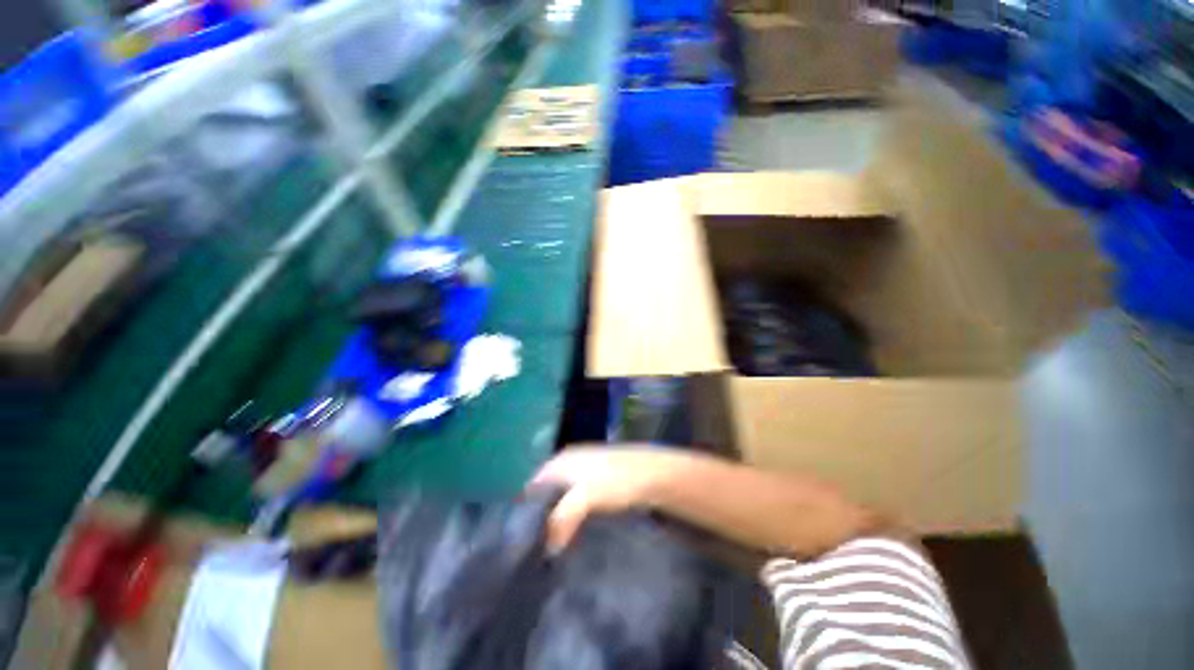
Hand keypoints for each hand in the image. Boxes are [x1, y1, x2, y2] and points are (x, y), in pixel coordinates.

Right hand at [529, 446, 685, 553]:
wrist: (652, 476)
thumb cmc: (616, 482)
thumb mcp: (585, 497)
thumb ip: (561, 519)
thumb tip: (548, 548)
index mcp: (560, 461)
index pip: (531, 487)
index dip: (524, 511)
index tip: (519, 540)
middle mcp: (567, 464)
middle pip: (544, 493)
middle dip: (539, 518)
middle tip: (533, 549)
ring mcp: (582, 473)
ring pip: (559, 499)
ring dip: (555, 520)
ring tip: (549, 548)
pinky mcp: (595, 485)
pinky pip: (574, 503)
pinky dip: (569, 518)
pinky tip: (570, 537)